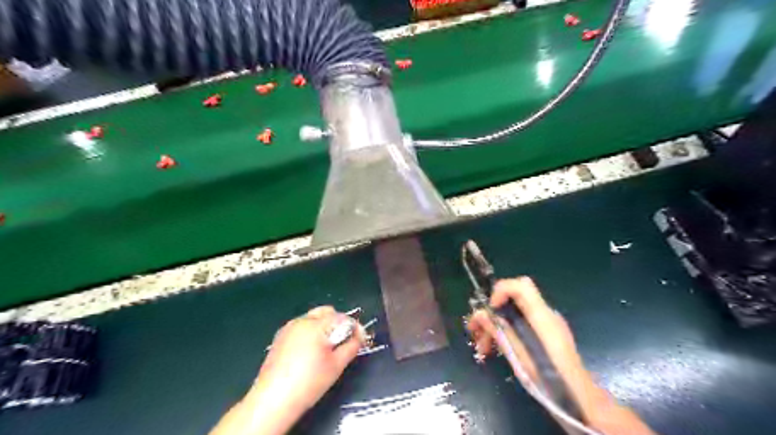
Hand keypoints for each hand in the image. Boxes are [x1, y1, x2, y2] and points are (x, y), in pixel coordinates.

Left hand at [211, 306, 365, 434]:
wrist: (273, 400)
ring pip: (313, 318)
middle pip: (327, 311)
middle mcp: (302, 321)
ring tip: (325, 349)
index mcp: (316, 325)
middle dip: (338, 323)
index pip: (342, 317)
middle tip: (342, 342)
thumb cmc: (309, 382)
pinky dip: (310, 333)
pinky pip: (301, 326)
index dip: (354, 327)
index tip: (360, 339)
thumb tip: (360, 335)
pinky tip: (309, 352)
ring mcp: (288, 327)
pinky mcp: (280, 337)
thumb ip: (352, 346)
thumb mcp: (337, 365)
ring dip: (324, 327)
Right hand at [466, 279, 653, 434]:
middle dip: (492, 311)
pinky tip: (496, 350)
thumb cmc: (550, 379)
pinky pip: (521, 324)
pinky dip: (506, 331)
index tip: (489, 309)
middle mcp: (546, 314)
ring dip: (496, 325)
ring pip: (515, 313)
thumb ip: (500, 331)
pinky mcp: (546, 335)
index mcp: (542, 316)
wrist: (580, 400)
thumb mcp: (520, 356)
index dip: (501, 291)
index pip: (521, 286)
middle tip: (474, 330)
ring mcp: (547, 324)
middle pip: (514, 299)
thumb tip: (479, 314)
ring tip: (482, 347)